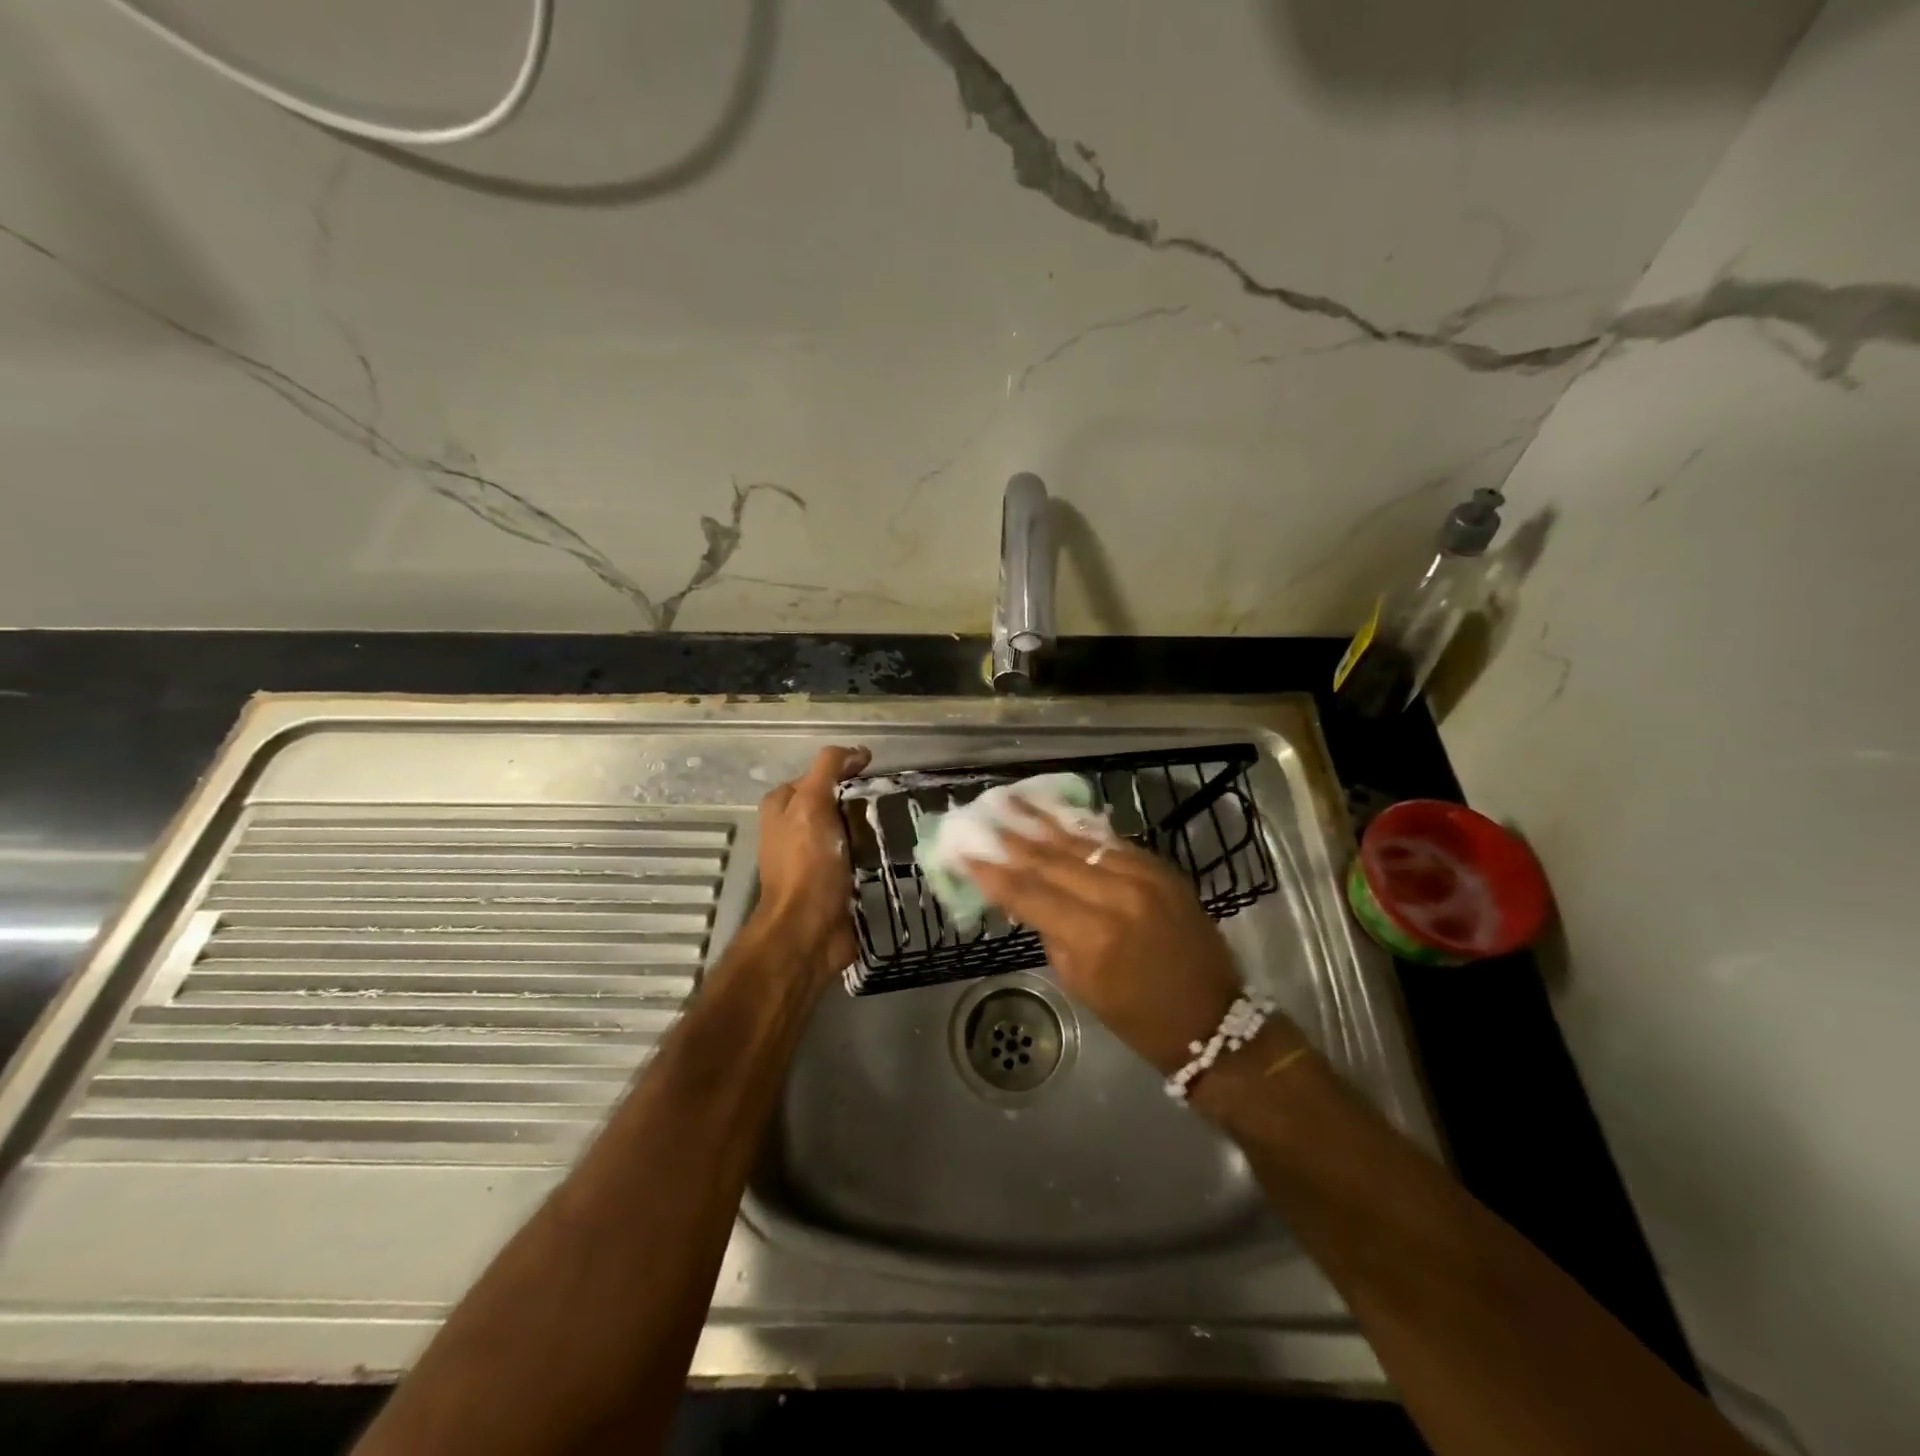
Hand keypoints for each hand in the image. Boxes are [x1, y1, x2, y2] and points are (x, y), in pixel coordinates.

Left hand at [755, 745, 870, 982]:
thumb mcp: (812, 803)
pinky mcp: (832, 882)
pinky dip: (873, 854)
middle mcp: (792, 830)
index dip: (844, 771)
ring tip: (899, 826)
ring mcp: (812, 858)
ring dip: (870, 829)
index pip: (817, 775)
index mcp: (781, 808)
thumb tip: (857, 751)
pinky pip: (857, 857)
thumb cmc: (807, 863)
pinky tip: (893, 853)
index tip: (875, 775)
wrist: (809, 930)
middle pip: (834, 803)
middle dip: (860, 801)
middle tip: (890, 803)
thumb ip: (829, 769)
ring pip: (848, 830)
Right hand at [965, 812, 1245, 1074]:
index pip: (1029, 893)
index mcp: (1094, 936)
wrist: (1212, 1018)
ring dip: (1040, 821)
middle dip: (1010, 839)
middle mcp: (1118, 896)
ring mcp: (1144, 876)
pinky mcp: (1162, 868)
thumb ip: (1051, 933)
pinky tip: (1054, 813)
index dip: (992, 872)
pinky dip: (1079, 830)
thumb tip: (1023, 897)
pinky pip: (1111, 842)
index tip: (963, 851)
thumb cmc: (1138, 1016)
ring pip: (1080, 842)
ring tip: (1009, 799)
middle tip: (978, 817)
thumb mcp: (1081, 984)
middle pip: (1051, 859)